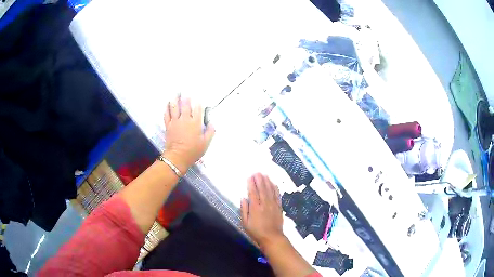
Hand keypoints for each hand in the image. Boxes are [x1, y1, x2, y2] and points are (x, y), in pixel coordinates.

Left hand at [163, 95, 214, 172]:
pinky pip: (166, 114)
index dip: (199, 103)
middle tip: (186, 92)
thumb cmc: (193, 151)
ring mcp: (175, 122)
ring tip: (175, 94)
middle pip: (185, 105)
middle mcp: (185, 119)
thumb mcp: (206, 143)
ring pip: (174, 107)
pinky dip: (167, 108)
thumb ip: (210, 132)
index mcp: (195, 123)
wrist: (178, 157)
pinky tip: (167, 104)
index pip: (198, 109)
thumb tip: (211, 123)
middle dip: (186, 98)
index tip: (199, 98)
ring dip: (175, 99)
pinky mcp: (168, 126)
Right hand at [241, 173, 284, 250]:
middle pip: (262, 189)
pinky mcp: (279, 207)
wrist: (272, 238)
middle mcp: (264, 204)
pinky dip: (275, 189)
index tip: (250, 177)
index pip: (253, 193)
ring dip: (267, 182)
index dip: (251, 184)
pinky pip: (277, 195)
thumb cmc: (256, 232)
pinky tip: (274, 184)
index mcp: (255, 208)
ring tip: (265, 175)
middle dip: (259, 180)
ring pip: (270, 190)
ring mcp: (273, 205)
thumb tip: (243, 198)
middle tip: (257, 172)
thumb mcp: (245, 223)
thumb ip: (244, 210)